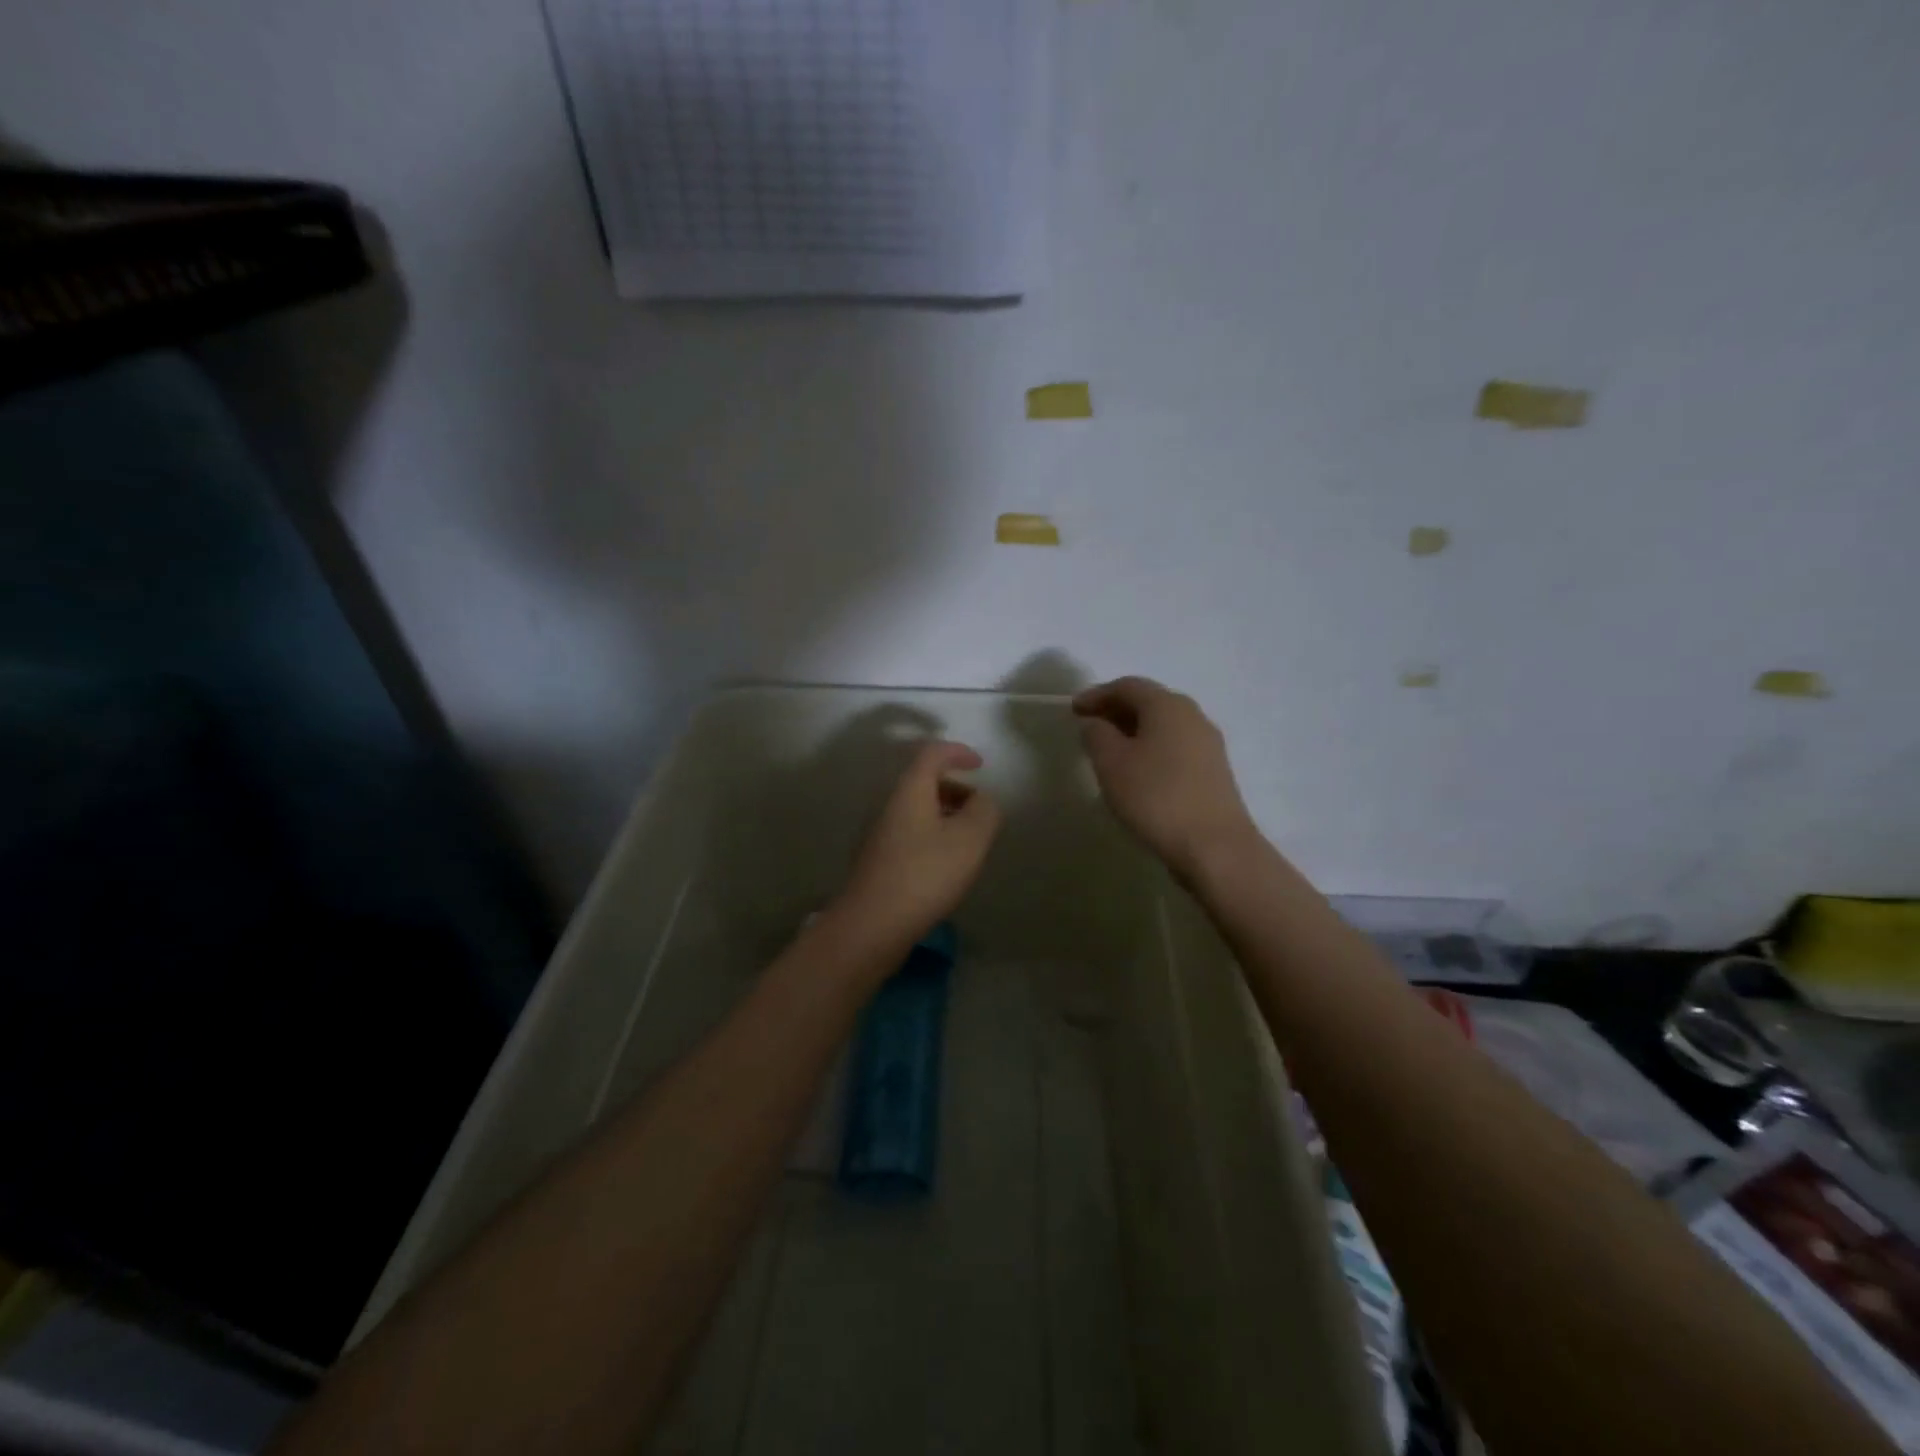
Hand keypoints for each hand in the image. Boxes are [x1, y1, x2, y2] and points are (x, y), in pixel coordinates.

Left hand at [828, 740, 1001, 954]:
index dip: (958, 752)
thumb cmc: (925, 874)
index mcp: (910, 790)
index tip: (981, 765)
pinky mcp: (878, 860)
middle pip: (923, 781)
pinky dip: (932, 835)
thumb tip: (982, 800)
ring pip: (917, 809)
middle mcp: (890, 804)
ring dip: (945, 814)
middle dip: (955, 788)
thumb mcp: (969, 839)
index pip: (932, 753)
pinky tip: (945, 864)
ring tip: (969, 840)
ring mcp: (880, 833)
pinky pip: (910, 832)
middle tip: (979, 809)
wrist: (871, 924)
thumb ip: (984, 811)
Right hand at [1073, 677, 1258, 877]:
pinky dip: (1151, 748)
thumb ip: (1096, 735)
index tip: (1073, 710)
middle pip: (1149, 702)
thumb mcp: (1111, 763)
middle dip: (1116, 710)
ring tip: (1109, 751)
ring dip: (1134, 731)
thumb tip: (1096, 723)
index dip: (1097, 694)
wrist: (1214, 846)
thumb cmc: (1156, 797)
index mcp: (1167, 705)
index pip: (1127, 686)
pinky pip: (1175, 746)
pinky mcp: (1214, 770)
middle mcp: (1192, 715)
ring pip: (1163, 725)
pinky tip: (1137, 772)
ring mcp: (1208, 743)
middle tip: (1089, 727)